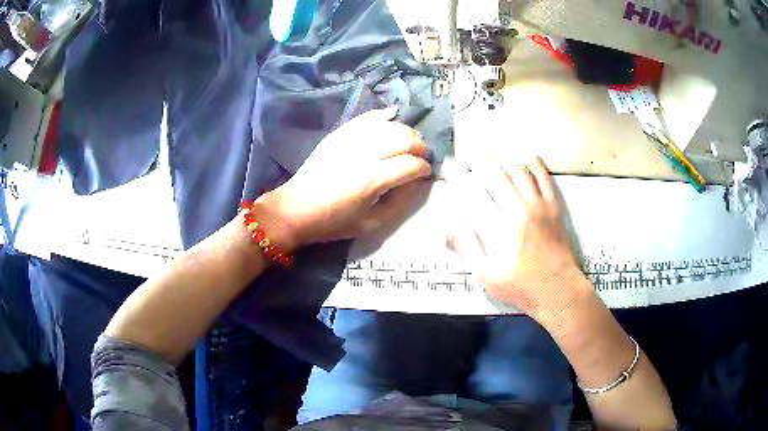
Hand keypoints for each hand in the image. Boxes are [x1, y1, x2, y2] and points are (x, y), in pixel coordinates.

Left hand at [258, 108, 431, 249]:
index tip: (426, 173)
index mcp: (372, 180)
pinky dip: (383, 116)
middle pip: (404, 139)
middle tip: (422, 156)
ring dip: (406, 131)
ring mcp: (350, 140)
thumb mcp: (371, 223)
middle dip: (420, 147)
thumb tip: (418, 182)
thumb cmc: (334, 221)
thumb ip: (400, 202)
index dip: (424, 168)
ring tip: (410, 142)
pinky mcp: (339, 134)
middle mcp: (364, 154)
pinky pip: (367, 118)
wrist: (297, 208)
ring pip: (389, 125)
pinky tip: (392, 116)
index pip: (411, 165)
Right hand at [447, 156, 585, 318]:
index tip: (449, 167)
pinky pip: (545, 179)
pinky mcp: (554, 208)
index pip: (475, 193)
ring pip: (521, 171)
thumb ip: (467, 249)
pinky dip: (535, 164)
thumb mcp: (486, 276)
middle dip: (481, 162)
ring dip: (505, 159)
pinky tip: (528, 155)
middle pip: (498, 175)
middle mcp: (520, 207)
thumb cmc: (521, 286)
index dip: (460, 177)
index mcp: (501, 225)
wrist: (559, 290)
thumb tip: (447, 229)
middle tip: (470, 155)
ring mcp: (540, 205)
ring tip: (495, 153)